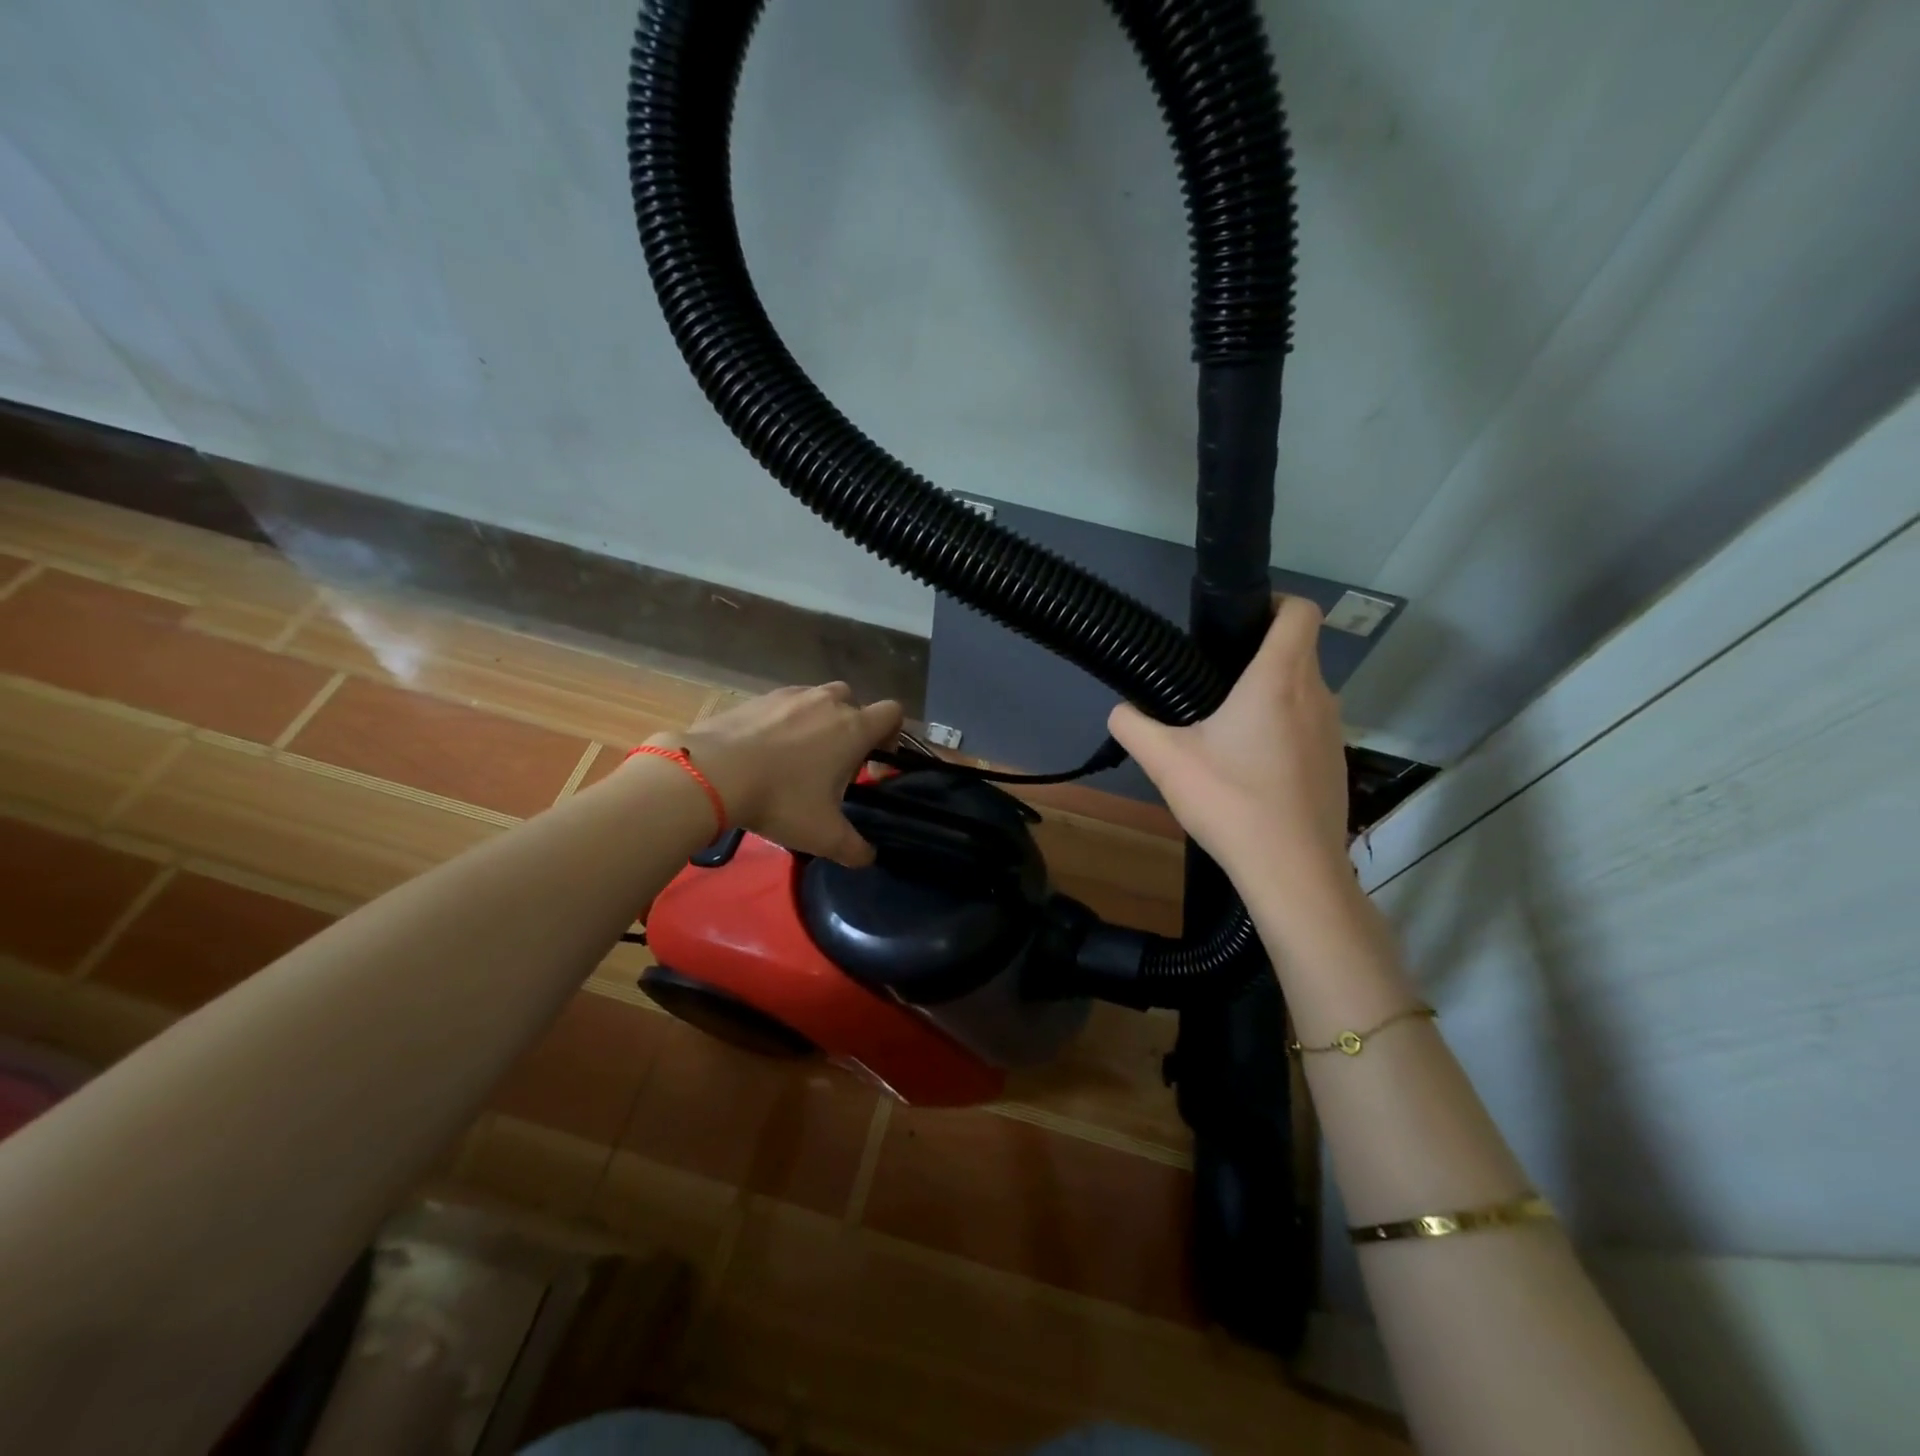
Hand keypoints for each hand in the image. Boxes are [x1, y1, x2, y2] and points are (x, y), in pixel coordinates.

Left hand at [649, 684, 902, 866]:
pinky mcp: (758, 697)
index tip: (874, 763)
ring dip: (818, 721)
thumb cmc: (780, 800)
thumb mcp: (823, 836)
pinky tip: (764, 750)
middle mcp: (828, 703)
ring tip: (797, 756)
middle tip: (834, 763)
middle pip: (854, 702)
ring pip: (818, 699)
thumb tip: (868, 856)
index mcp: (853, 729)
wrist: (712, 773)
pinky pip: (784, 704)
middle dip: (851, 727)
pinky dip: (784, 721)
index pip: (893, 714)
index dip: (892, 736)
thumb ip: (855, 849)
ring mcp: (791, 695)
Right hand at [1108, 595, 1347, 877]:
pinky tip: (1253, 769)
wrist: (1292, 870)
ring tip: (1229, 728)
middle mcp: (1317, 696)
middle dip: (1260, 654)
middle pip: (1298, 650)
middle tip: (1214, 680)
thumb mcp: (1165, 761)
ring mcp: (1333, 732)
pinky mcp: (1335, 764)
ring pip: (1305, 691)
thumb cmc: (1231, 802)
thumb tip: (1120, 710)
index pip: (1300, 611)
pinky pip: (1310, 727)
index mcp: (1278, 680)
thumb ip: (1133, 725)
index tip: (1239, 622)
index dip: (1275, 602)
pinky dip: (1285, 730)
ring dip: (1273, 695)